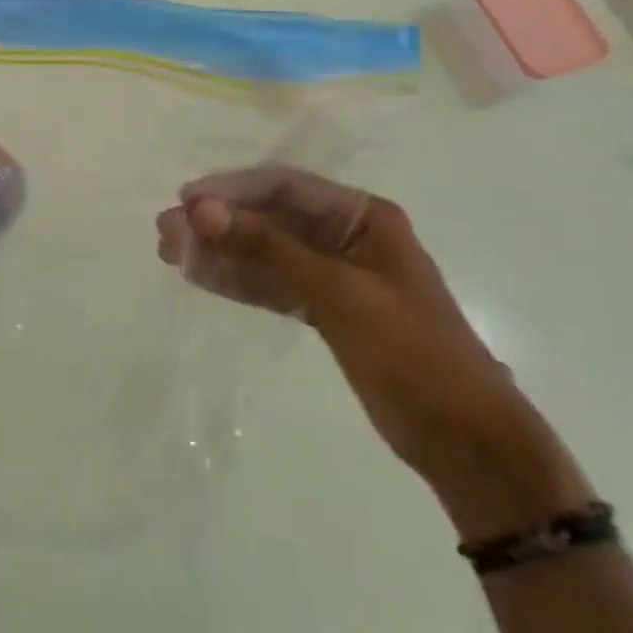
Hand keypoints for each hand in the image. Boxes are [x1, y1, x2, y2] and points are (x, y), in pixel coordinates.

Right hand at [158, 166, 592, 541]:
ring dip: (220, 252)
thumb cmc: (413, 355)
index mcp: (363, 218)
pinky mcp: (325, 310)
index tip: (184, 202)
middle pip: (269, 219)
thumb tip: (200, 210)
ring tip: (169, 254)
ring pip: (264, 253)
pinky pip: (271, 285)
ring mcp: (334, 275)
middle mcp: (345, 237)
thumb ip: (267, 250)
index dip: (231, 191)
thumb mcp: (339, 295)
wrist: (467, 443)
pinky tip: (200, 277)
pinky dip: (237, 281)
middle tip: (165, 233)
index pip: (284, 189)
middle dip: (217, 223)